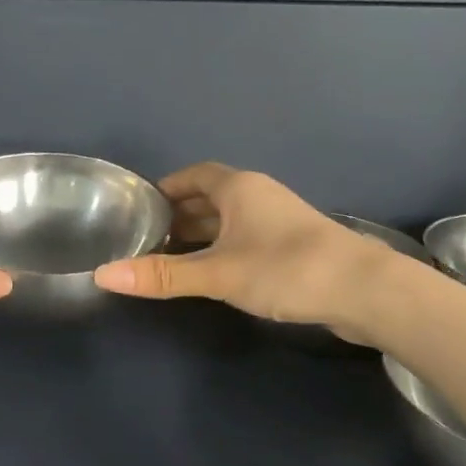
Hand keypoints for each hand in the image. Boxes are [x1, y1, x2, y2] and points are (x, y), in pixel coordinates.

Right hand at [92, 162, 403, 337]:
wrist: (363, 290)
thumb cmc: (285, 268)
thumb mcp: (218, 273)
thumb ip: (163, 275)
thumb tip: (103, 276)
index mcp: (240, 188)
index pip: (194, 175)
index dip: (167, 188)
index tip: (141, 208)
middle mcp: (260, 196)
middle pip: (211, 197)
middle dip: (180, 215)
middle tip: (148, 238)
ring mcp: (280, 221)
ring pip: (231, 221)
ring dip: (204, 234)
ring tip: (173, 257)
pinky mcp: (295, 247)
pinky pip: (247, 239)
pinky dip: (225, 249)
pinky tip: (216, 273)